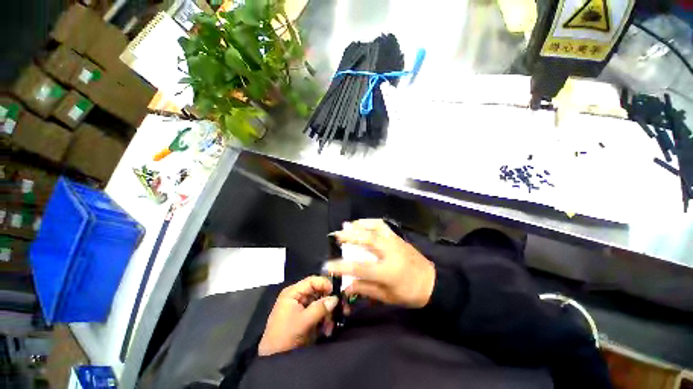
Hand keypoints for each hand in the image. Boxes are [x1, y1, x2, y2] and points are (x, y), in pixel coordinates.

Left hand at [258, 276, 338, 355]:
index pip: (312, 280)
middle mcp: (297, 296)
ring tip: (330, 326)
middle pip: (317, 291)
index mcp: (293, 292)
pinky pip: (317, 312)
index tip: (336, 293)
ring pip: (319, 302)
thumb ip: (320, 308)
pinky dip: (323, 319)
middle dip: (327, 301)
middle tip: (337, 311)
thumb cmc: (286, 336)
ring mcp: (300, 306)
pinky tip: (327, 330)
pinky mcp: (303, 317)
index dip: (325, 284)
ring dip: (327, 313)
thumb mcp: (304, 321)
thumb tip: (335, 298)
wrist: (273, 360)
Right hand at [326, 219, 435, 307]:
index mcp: (387, 271)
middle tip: (336, 235)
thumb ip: (366, 289)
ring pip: (375, 228)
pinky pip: (382, 225)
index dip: (342, 267)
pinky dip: (370, 222)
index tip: (328, 265)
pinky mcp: (397, 237)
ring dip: (359, 225)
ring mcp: (394, 241)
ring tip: (348, 225)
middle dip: (349, 236)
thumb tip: (346, 286)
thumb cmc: (409, 293)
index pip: (360, 267)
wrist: (432, 282)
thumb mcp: (387, 297)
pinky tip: (363, 223)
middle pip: (367, 240)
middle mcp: (390, 252)